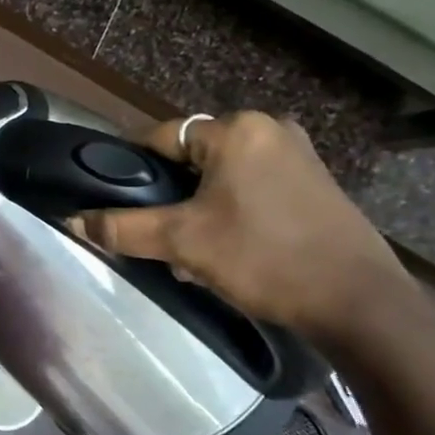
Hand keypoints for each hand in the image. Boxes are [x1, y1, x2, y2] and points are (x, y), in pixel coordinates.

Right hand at [71, 111, 413, 341]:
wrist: (361, 305)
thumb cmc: (265, 259)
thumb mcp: (182, 243)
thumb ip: (122, 228)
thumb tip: (73, 221)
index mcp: (236, 129)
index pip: (159, 137)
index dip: (132, 169)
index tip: (119, 202)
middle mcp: (269, 129)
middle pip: (191, 156)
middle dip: (170, 194)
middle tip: (160, 233)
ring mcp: (299, 155)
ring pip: (222, 174)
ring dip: (199, 205)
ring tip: (191, 248)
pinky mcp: (316, 183)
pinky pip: (253, 186)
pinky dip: (232, 209)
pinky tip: (229, 247)